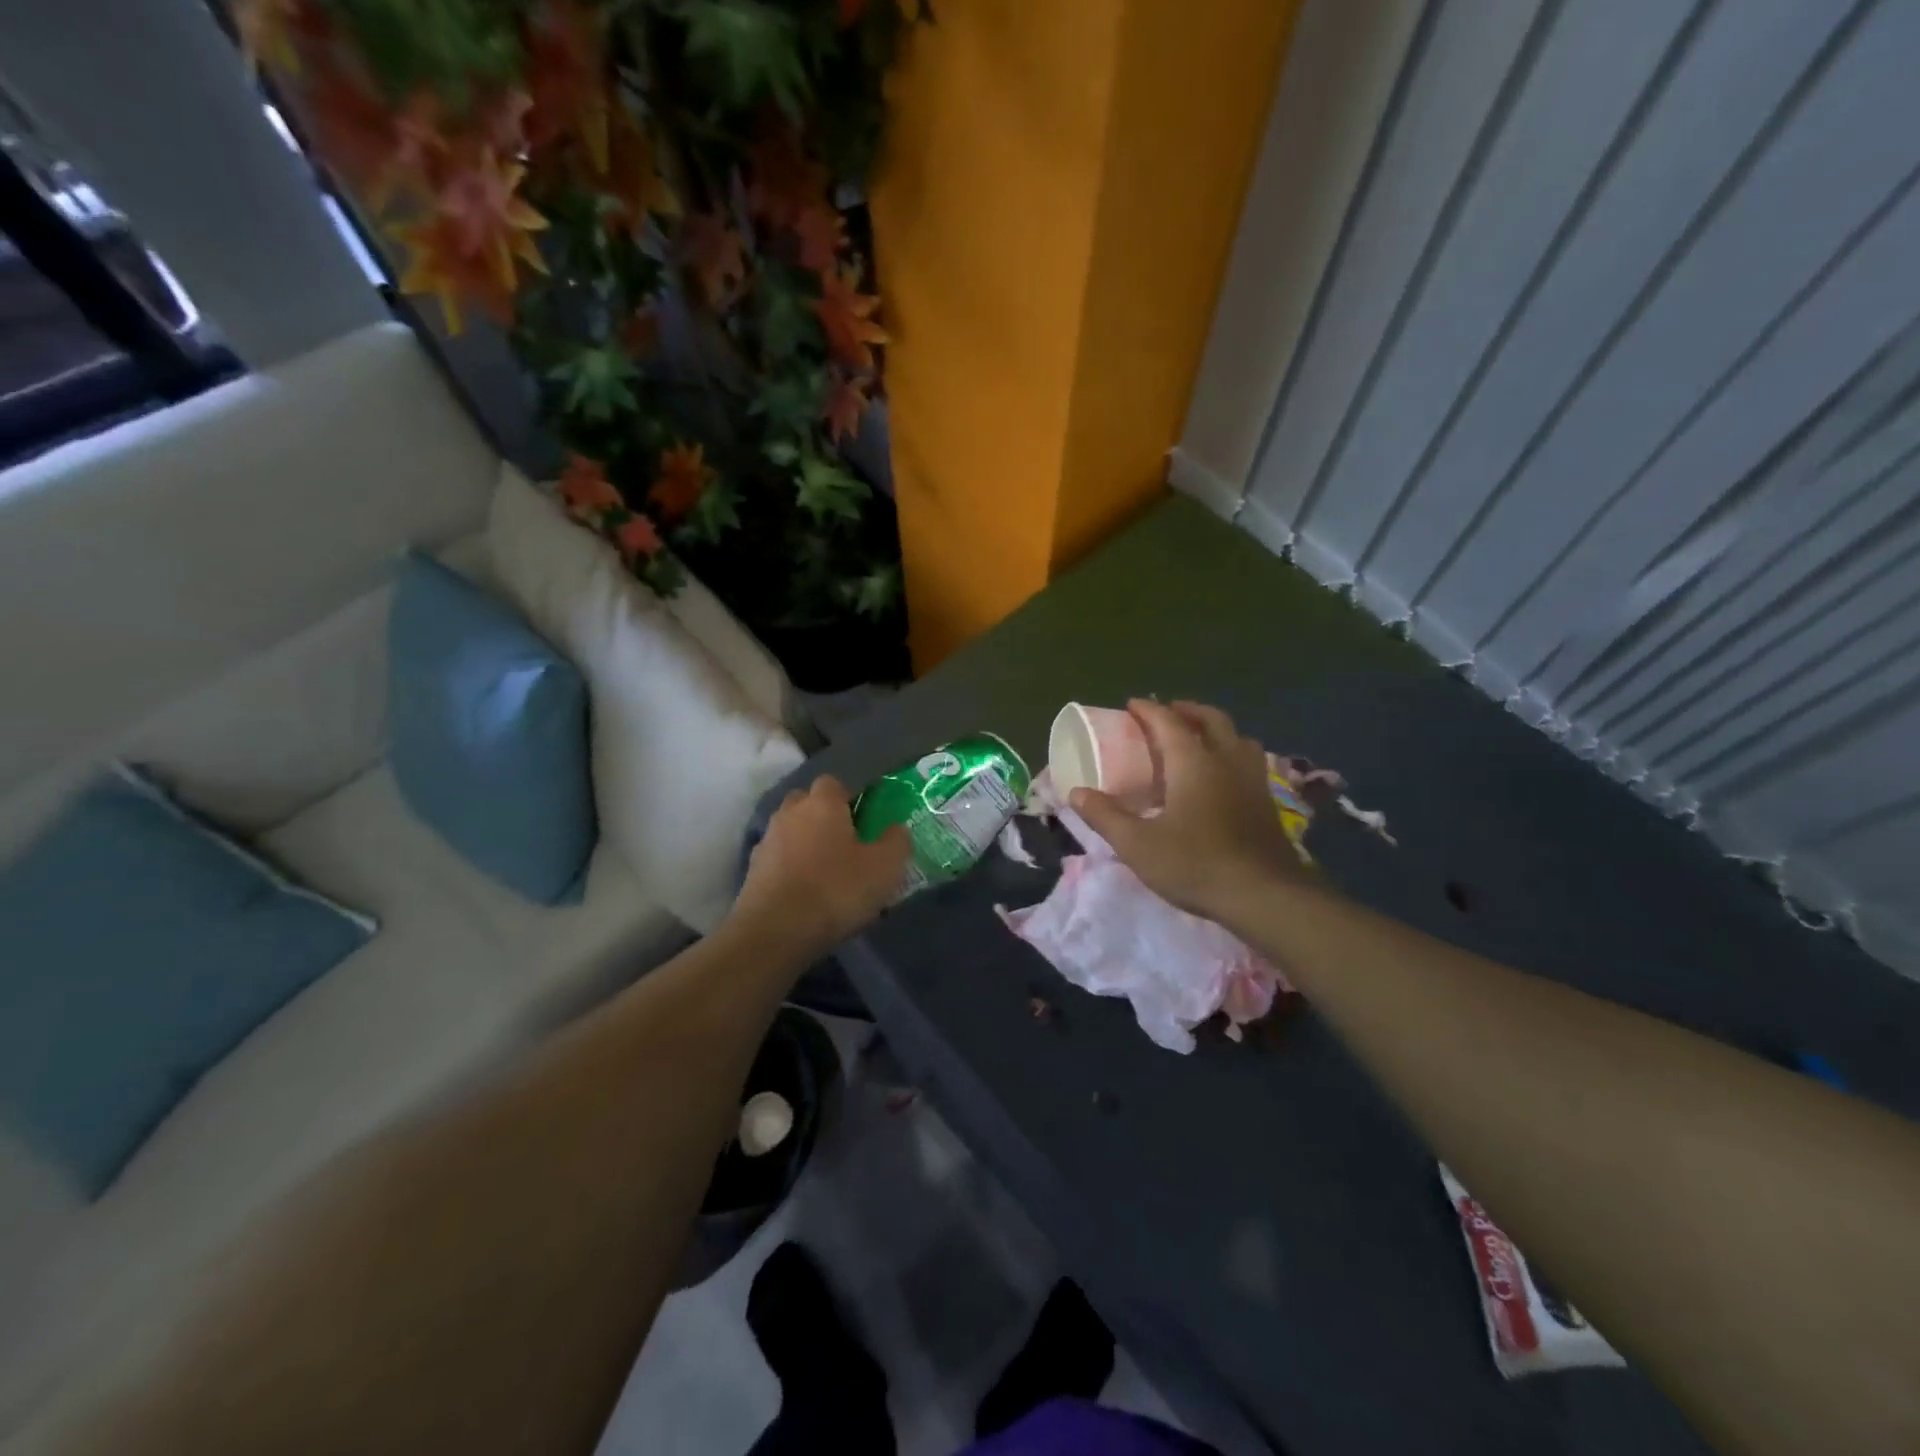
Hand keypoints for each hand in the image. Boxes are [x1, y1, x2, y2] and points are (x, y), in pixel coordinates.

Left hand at [730, 775, 909, 955]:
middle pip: (806, 803)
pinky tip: (803, 892)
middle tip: (844, 844)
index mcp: (822, 803)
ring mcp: (766, 840)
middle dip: (822, 817)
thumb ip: (896, 841)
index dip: (848, 798)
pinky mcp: (751, 871)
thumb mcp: (884, 868)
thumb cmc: (836, 890)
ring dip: (804, 843)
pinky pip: (776, 859)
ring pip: (790, 831)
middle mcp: (790, 812)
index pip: (833, 783)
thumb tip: (896, 829)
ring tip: (824, 872)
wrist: (775, 932)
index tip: (863, 822)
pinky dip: (789, 868)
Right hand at [1069, 700, 1302, 923]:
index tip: (1132, 704)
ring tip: (1199, 739)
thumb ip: (1105, 816)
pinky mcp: (1267, 803)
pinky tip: (1223, 777)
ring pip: (1238, 738)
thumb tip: (1076, 792)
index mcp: (1193, 763)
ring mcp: (1253, 780)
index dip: (1148, 710)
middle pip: (1211, 720)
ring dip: (1216, 730)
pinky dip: (1232, 754)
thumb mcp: (1137, 845)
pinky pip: (1250, 761)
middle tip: (1168, 713)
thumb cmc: (1195, 864)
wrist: (1265, 896)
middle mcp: (1226, 760)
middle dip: (1187, 710)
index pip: (1168, 722)